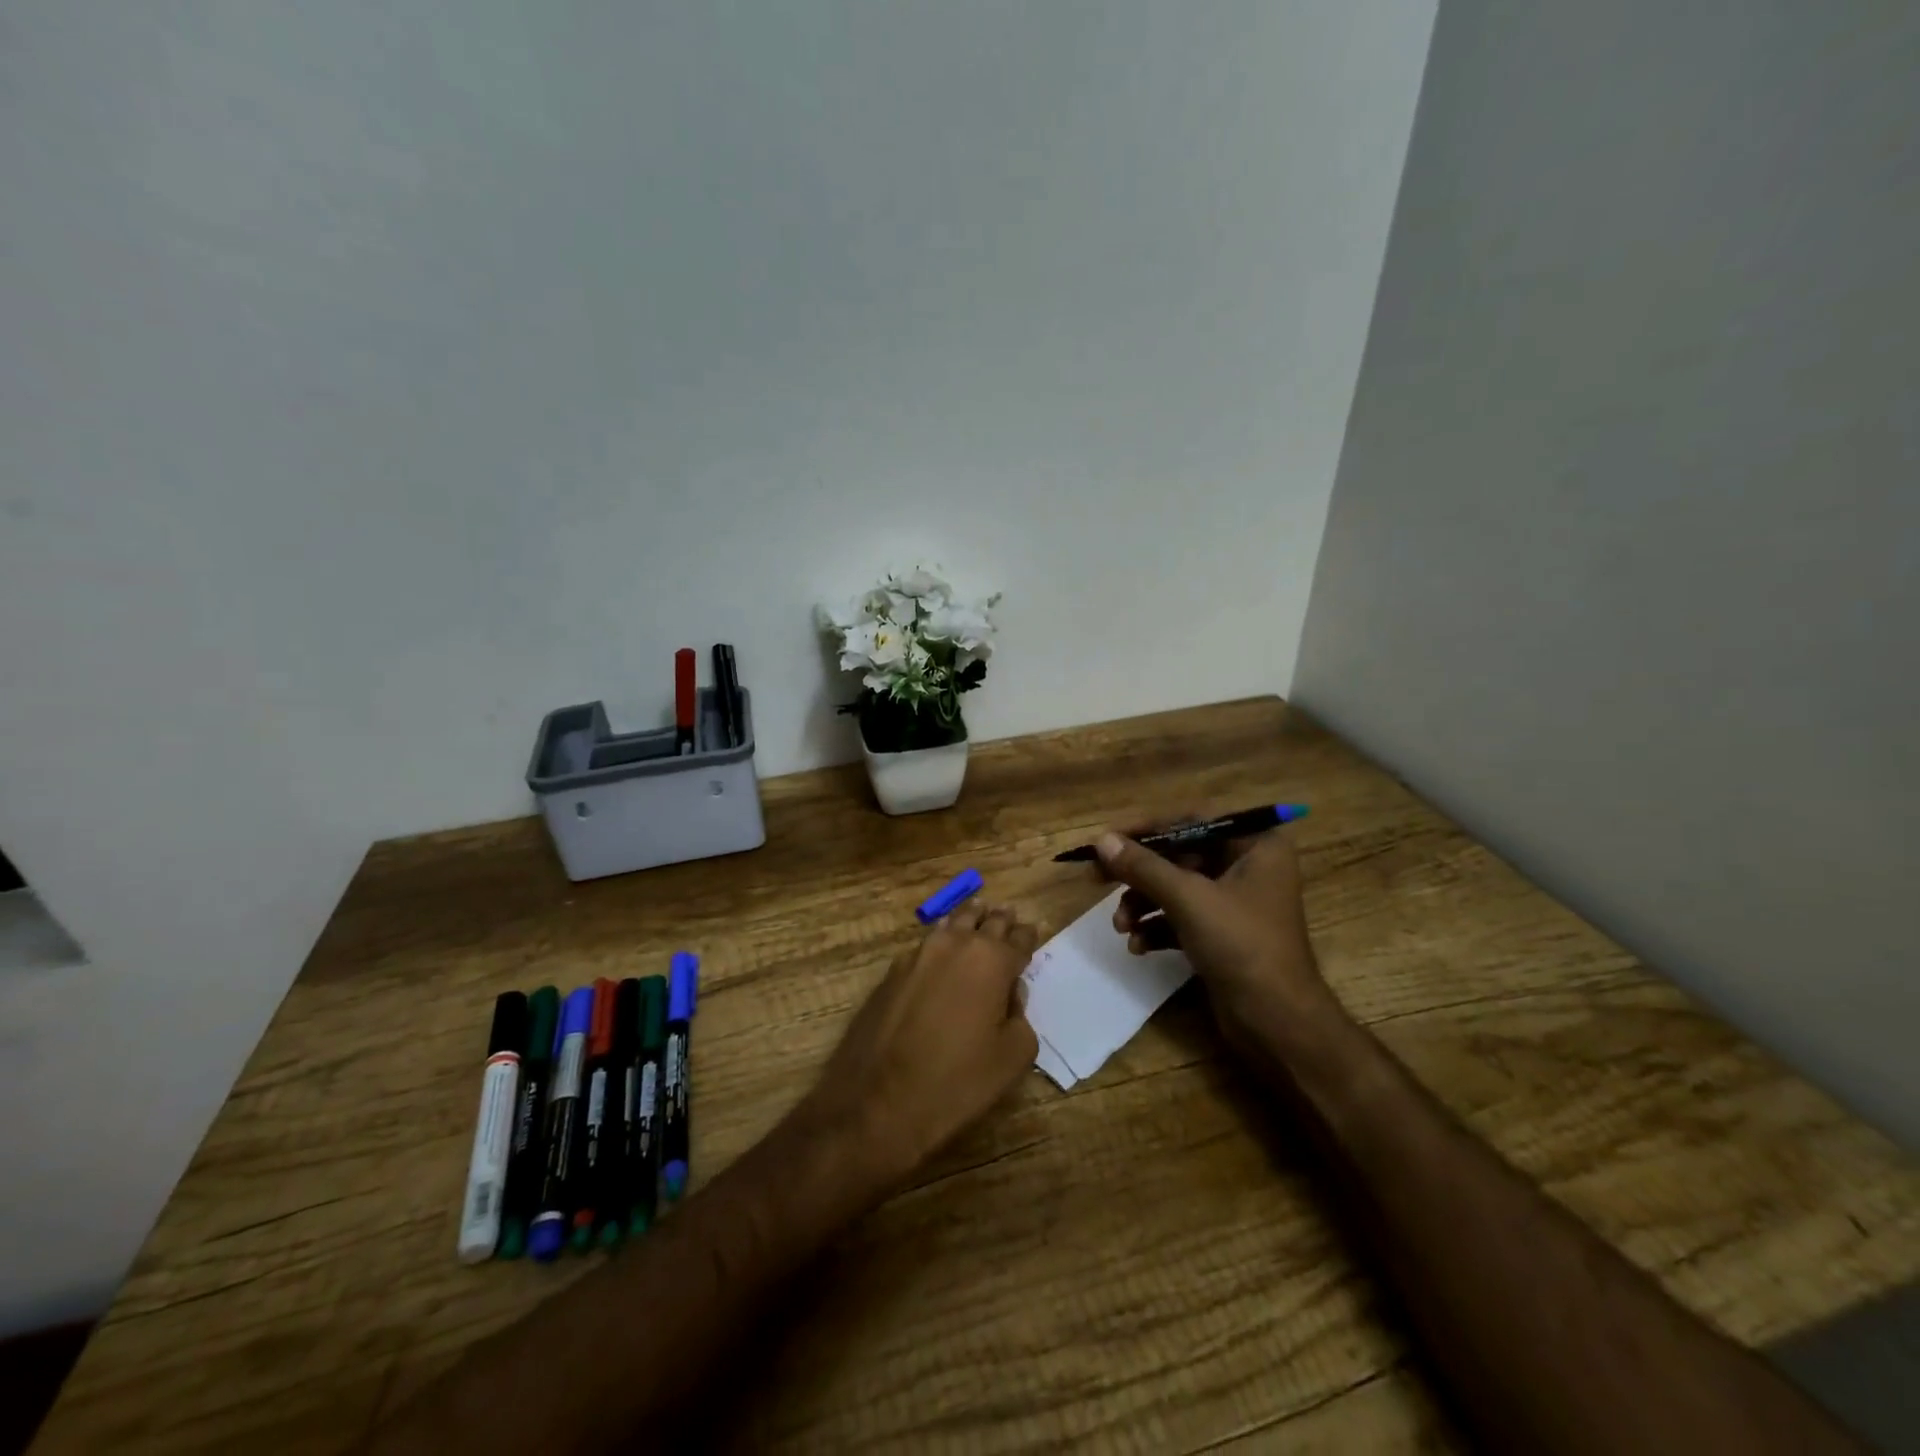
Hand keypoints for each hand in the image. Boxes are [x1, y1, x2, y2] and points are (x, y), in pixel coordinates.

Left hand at [801, 902, 1040, 1184]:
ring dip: (968, 921)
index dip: (1027, 936)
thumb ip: (1020, 1016)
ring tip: (978, 919)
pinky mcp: (892, 970)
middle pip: (984, 921)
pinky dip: (941, 940)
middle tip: (1008, 917)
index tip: (1032, 931)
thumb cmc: (956, 1081)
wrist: (877, 1101)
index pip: (1018, 938)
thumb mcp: (1011, 1057)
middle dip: (999, 920)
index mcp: (991, 960)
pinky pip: (926, 944)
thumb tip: (1010, 995)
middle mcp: (956, 945)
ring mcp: (919, 954)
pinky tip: (943, 949)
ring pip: (952, 924)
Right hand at [1095, 822, 1338, 1057]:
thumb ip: (1144, 866)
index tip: (1107, 839)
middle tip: (1097, 878)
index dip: (1146, 828)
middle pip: (1179, 855)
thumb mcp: (1189, 899)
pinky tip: (1138, 946)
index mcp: (1255, 846)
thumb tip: (1101, 840)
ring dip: (1143, 903)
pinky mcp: (1224, 934)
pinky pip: (1182, 917)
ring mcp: (1235, 903)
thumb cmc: (1242, 946)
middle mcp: (1248, 866)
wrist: (1279, 1024)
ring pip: (1176, 888)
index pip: (1191, 820)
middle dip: (1139, 873)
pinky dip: (1157, 927)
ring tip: (1121, 926)